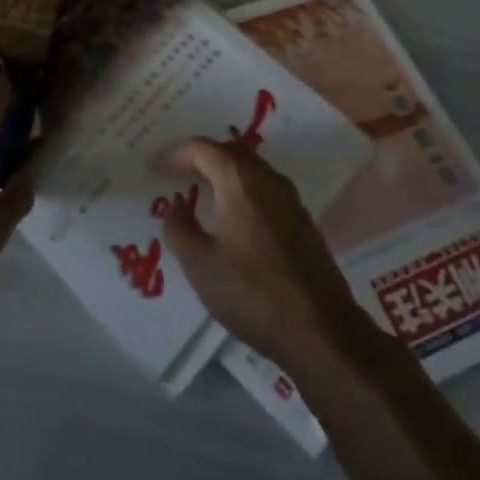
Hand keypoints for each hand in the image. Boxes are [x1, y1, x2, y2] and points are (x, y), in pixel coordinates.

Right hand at [160, 137, 367, 372]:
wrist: (322, 331)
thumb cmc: (253, 293)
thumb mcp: (201, 266)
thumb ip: (180, 230)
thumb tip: (175, 207)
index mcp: (239, 180)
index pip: (203, 148)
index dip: (177, 153)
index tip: (157, 166)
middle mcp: (267, 178)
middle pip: (229, 152)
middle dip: (202, 158)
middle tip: (177, 172)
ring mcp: (290, 199)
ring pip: (250, 170)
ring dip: (224, 174)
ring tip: (202, 191)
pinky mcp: (303, 222)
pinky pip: (265, 189)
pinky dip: (243, 191)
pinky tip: (234, 217)